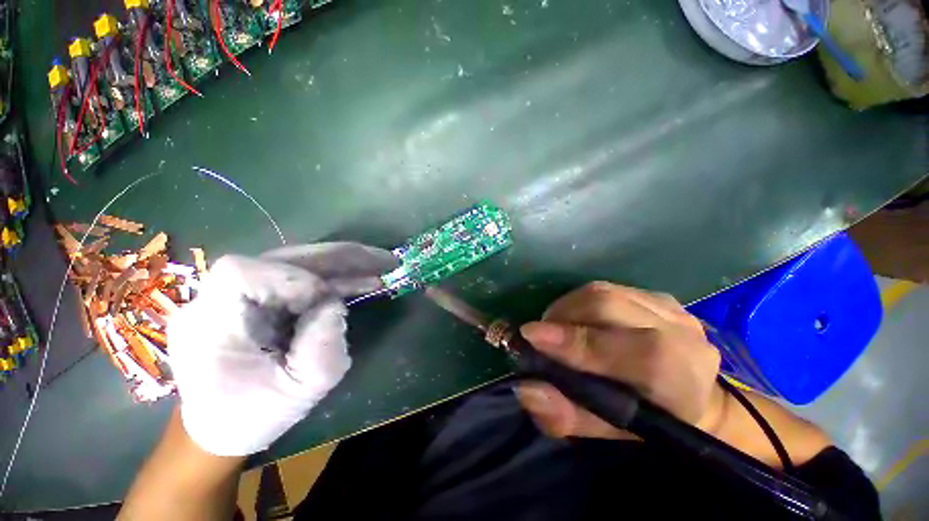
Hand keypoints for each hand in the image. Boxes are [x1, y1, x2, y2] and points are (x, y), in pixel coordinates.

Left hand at [168, 242, 396, 455]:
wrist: (221, 427)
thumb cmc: (251, 417)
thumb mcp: (296, 393)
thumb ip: (322, 349)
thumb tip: (337, 304)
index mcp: (211, 324)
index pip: (242, 273)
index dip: (290, 278)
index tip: (324, 299)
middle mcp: (218, 298)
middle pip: (281, 258)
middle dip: (338, 257)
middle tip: (382, 260)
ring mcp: (240, 295)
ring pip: (297, 264)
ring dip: (343, 265)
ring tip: (380, 266)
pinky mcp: (260, 298)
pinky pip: (302, 278)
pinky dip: (336, 278)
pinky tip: (362, 281)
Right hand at [515, 282, 724, 439]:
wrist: (690, 396)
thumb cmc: (647, 421)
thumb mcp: (608, 432)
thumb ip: (567, 417)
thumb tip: (526, 390)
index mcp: (682, 375)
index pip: (632, 350)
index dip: (576, 342)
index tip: (530, 337)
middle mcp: (680, 330)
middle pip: (608, 305)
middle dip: (562, 317)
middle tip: (539, 335)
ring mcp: (667, 305)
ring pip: (601, 291)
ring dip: (566, 308)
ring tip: (555, 328)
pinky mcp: (651, 293)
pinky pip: (604, 288)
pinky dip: (577, 302)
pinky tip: (574, 320)